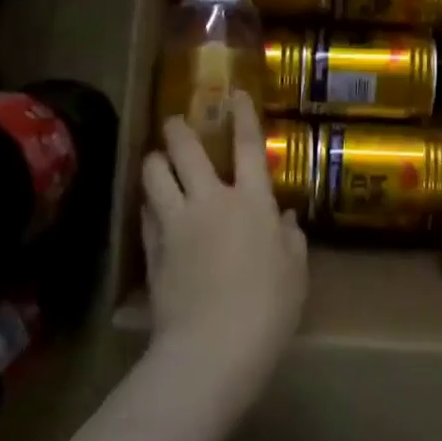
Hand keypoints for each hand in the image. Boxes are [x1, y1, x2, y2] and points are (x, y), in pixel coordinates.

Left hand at [141, 94, 307, 396]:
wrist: (212, 347)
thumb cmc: (268, 309)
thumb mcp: (295, 273)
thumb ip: (290, 240)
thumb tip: (284, 218)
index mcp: (251, 202)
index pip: (248, 146)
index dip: (243, 116)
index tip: (234, 93)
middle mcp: (211, 201)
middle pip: (187, 150)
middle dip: (178, 129)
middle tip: (174, 121)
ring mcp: (177, 223)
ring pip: (154, 175)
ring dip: (155, 162)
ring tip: (157, 161)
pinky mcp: (153, 249)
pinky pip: (146, 213)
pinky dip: (149, 204)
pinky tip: (152, 208)